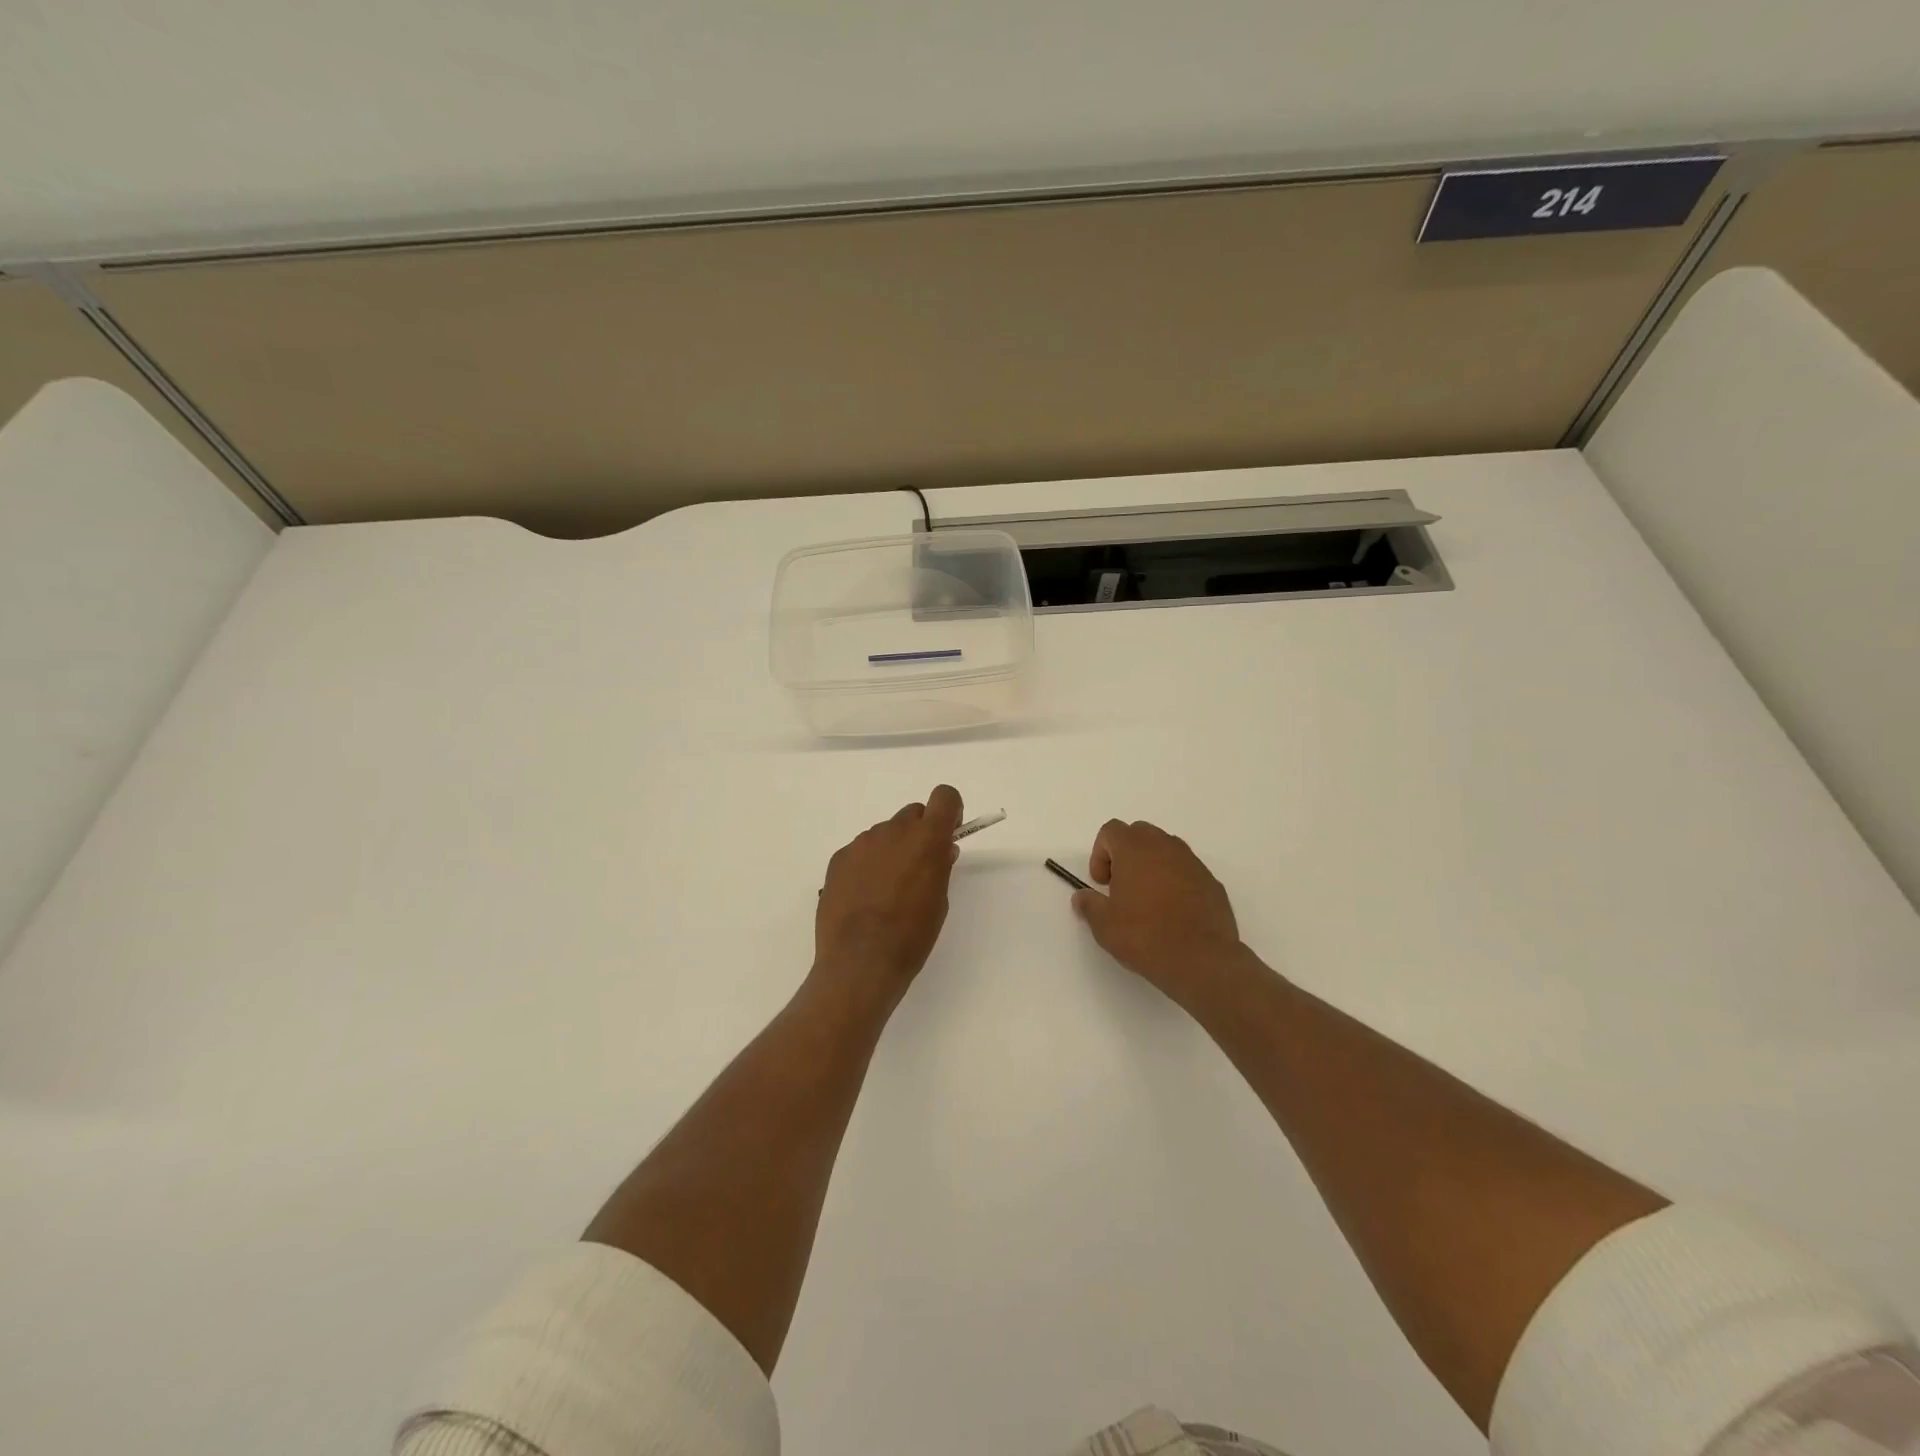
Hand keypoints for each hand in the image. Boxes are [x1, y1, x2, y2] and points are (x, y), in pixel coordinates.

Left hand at [814, 785, 963, 1001]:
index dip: (949, 812)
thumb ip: (940, 866)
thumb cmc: (911, 935)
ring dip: (892, 849)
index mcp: (926, 839)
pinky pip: (861, 851)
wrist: (860, 962)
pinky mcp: (839, 859)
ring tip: (887, 890)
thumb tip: (941, 850)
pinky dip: (867, 865)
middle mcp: (893, 831)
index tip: (948, 834)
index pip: (944, 797)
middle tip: (918, 868)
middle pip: (912, 814)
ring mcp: (862, 843)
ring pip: (885, 833)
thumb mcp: (939, 901)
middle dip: (919, 833)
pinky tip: (864, 897)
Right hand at [1073, 819, 1246, 1005]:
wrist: (1201, 959)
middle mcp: (1164, 847)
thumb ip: (1089, 905)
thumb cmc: (1145, 936)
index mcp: (1134, 849)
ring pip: (1165, 849)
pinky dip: (1175, 881)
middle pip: (1139, 833)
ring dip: (1152, 865)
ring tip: (1148, 900)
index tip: (1101, 883)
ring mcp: (1192, 862)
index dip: (1100, 854)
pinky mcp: (1211, 881)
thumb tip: (1081, 897)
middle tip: (1121, 887)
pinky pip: (1186, 870)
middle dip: (1126, 854)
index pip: (1111, 831)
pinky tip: (1173, 912)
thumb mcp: (1104, 925)